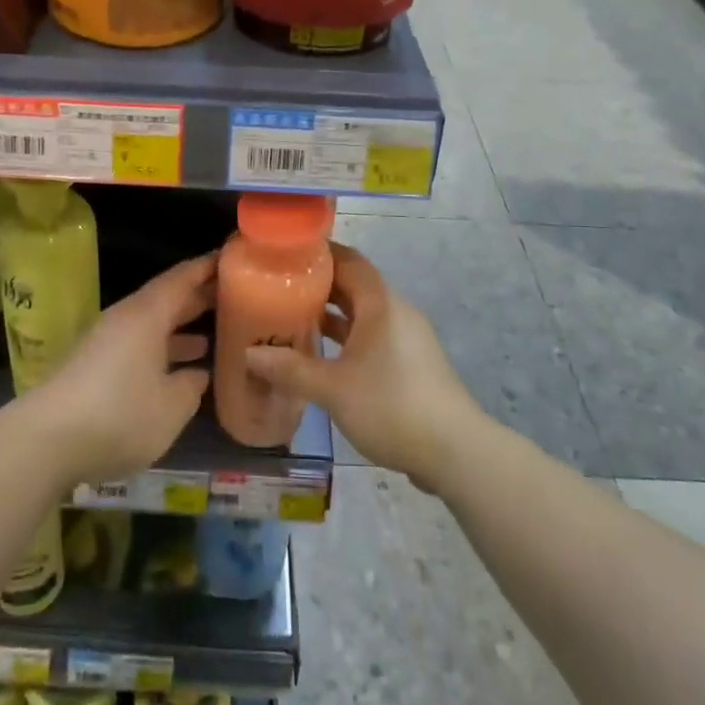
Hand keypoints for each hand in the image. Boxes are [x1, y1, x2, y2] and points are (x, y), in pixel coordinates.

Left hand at [20, 254, 214, 488]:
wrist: (46, 441)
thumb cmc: (119, 415)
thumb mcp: (171, 406)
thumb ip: (191, 387)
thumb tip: (198, 374)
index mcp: (147, 314)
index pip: (182, 278)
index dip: (208, 267)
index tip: (233, 258)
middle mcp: (126, 319)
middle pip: (166, 298)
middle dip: (198, 297)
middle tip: (234, 297)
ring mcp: (106, 341)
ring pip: (151, 324)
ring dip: (180, 327)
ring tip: (212, 336)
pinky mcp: (94, 365)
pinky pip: (137, 344)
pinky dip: (161, 349)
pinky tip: (177, 371)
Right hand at [245, 243, 478, 491]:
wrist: (454, 452)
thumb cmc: (391, 406)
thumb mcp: (333, 388)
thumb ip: (290, 369)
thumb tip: (250, 354)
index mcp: (381, 304)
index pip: (350, 261)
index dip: (320, 253)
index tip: (286, 253)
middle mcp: (396, 312)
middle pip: (355, 285)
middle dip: (319, 284)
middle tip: (280, 286)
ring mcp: (406, 338)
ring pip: (363, 313)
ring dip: (332, 313)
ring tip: (292, 316)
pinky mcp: (410, 363)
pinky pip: (372, 336)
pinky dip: (346, 337)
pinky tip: (321, 354)